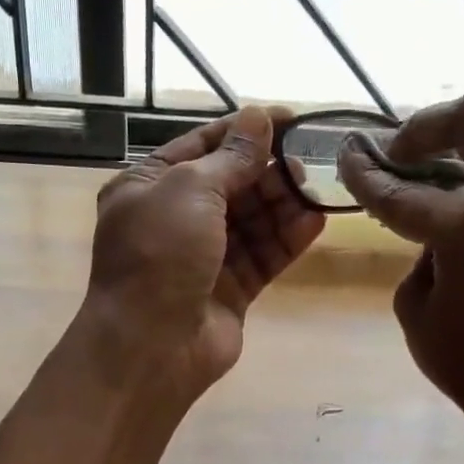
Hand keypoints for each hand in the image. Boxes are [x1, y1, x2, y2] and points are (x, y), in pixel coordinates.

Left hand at [84, 105, 324, 398]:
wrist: (151, 345)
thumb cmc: (160, 254)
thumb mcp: (190, 189)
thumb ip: (230, 156)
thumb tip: (258, 117)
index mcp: (148, 187)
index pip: (202, 147)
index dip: (245, 130)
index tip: (289, 118)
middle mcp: (174, 220)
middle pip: (230, 184)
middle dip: (266, 170)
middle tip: (305, 160)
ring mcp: (202, 258)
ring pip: (250, 221)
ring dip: (281, 203)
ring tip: (314, 188)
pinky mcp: (229, 291)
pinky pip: (262, 257)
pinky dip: (286, 239)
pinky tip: (315, 221)